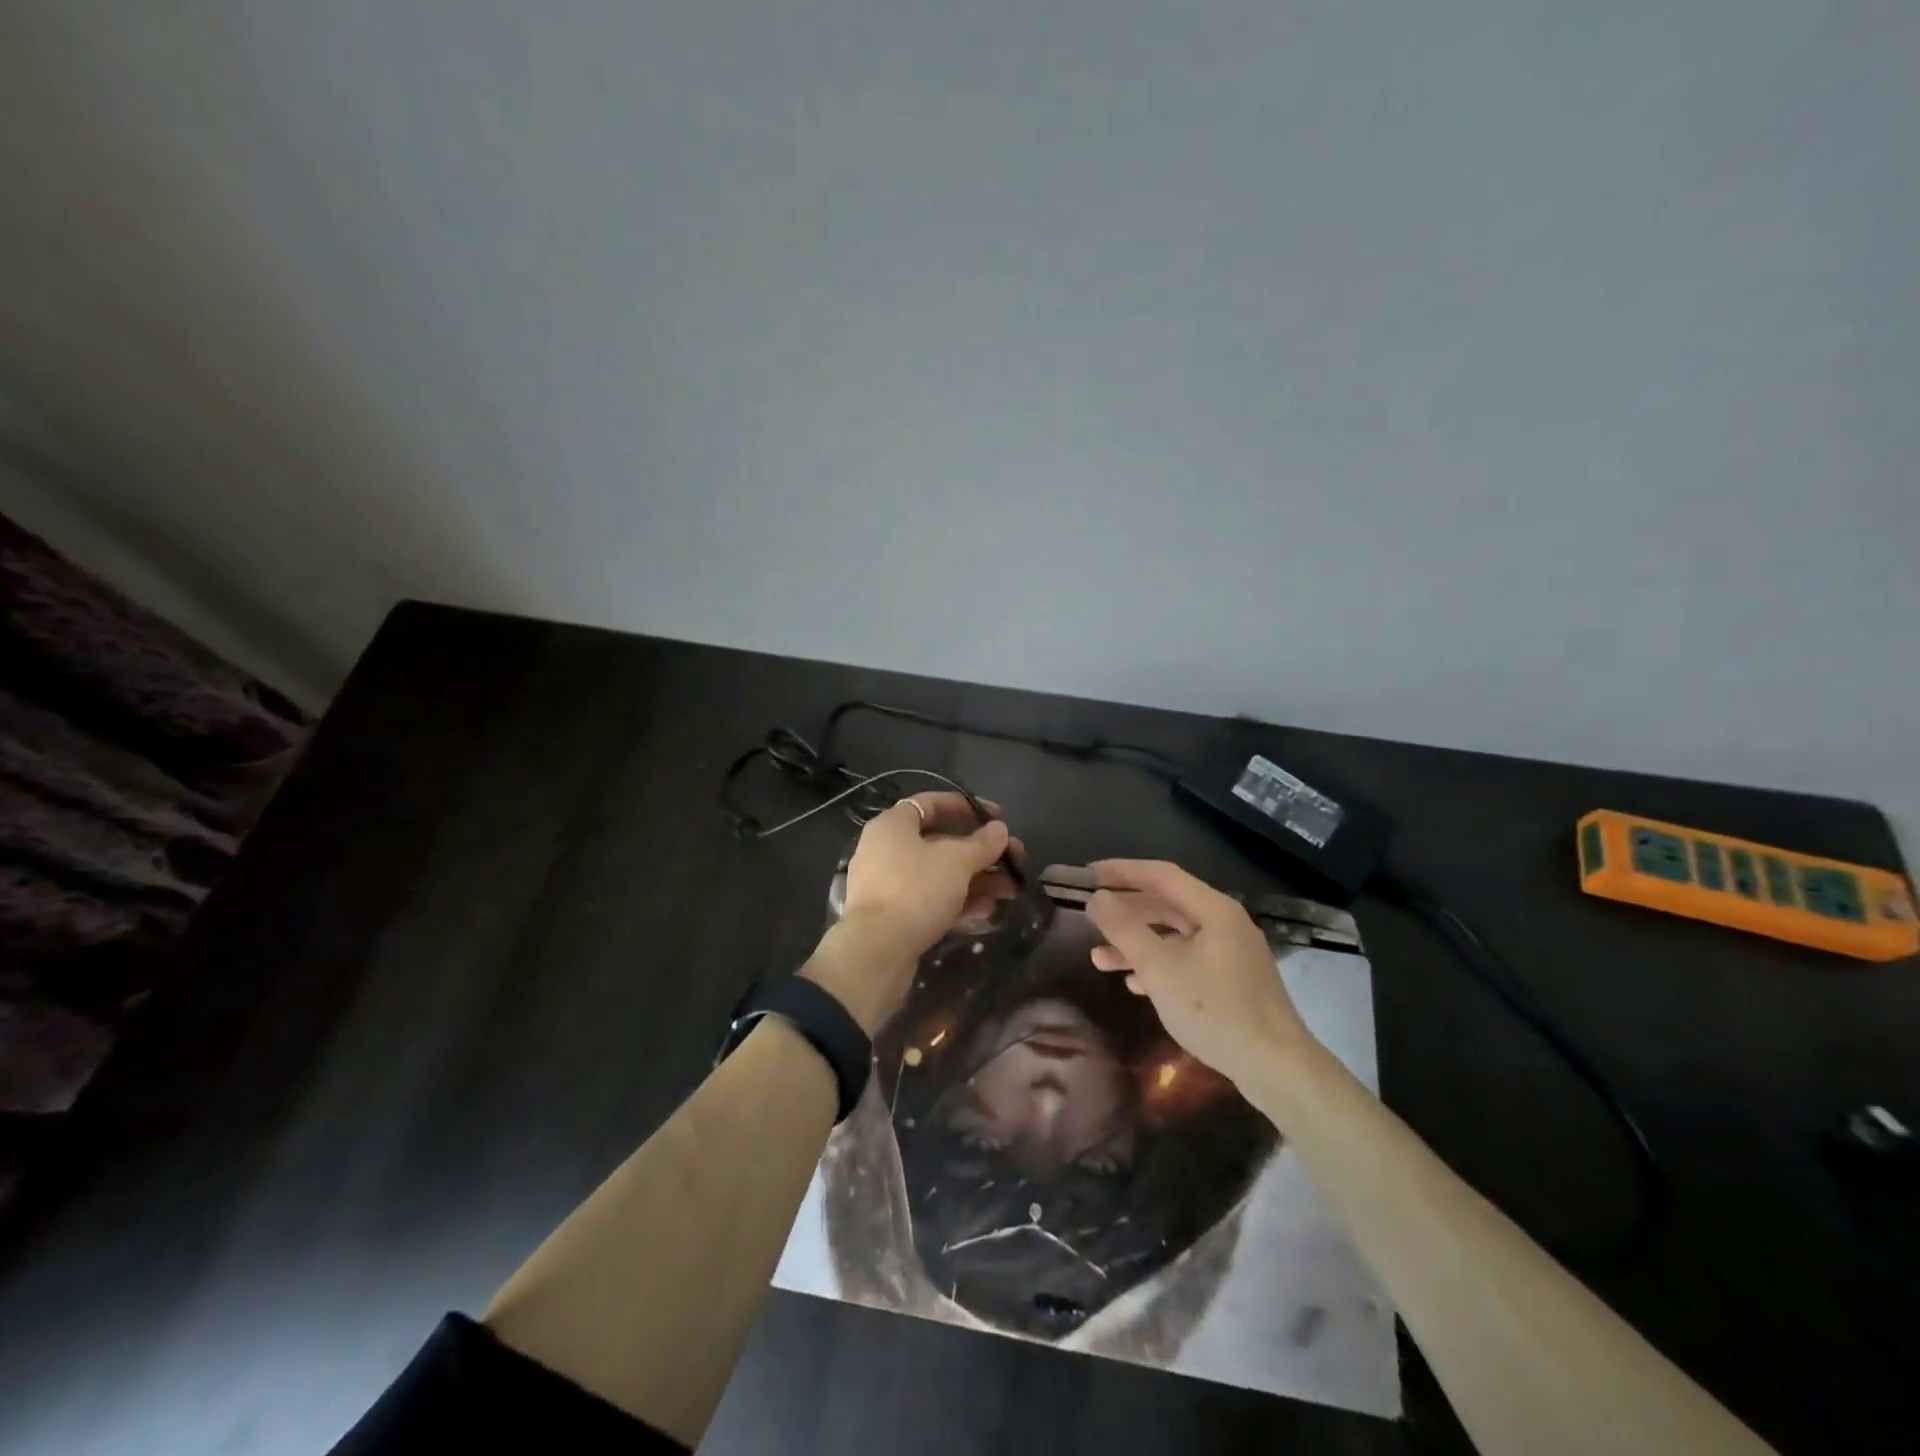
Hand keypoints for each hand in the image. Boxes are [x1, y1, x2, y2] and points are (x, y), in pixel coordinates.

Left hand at [804, 793, 1021, 1032]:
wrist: (877, 952)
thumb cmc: (916, 890)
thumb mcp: (957, 862)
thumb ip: (982, 843)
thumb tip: (999, 830)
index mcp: (893, 825)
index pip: (932, 803)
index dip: (967, 807)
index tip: (997, 818)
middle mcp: (886, 849)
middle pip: (941, 842)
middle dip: (981, 853)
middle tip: (1014, 861)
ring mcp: (888, 884)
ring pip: (939, 874)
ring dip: (977, 880)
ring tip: (1010, 891)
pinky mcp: (893, 915)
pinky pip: (930, 899)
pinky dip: (958, 901)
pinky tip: (987, 911)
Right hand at [1084, 860, 1312, 1087]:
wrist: (1277, 1069)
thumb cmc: (1216, 1011)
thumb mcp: (1160, 969)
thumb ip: (1125, 930)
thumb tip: (1097, 898)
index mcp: (1213, 910)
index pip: (1161, 875)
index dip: (1122, 871)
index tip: (1088, 875)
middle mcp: (1224, 923)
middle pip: (1167, 905)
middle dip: (1126, 912)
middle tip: (1089, 915)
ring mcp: (1230, 954)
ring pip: (1174, 937)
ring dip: (1137, 944)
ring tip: (1099, 959)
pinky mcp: (1232, 982)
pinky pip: (1186, 960)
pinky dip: (1158, 965)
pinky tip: (1135, 984)